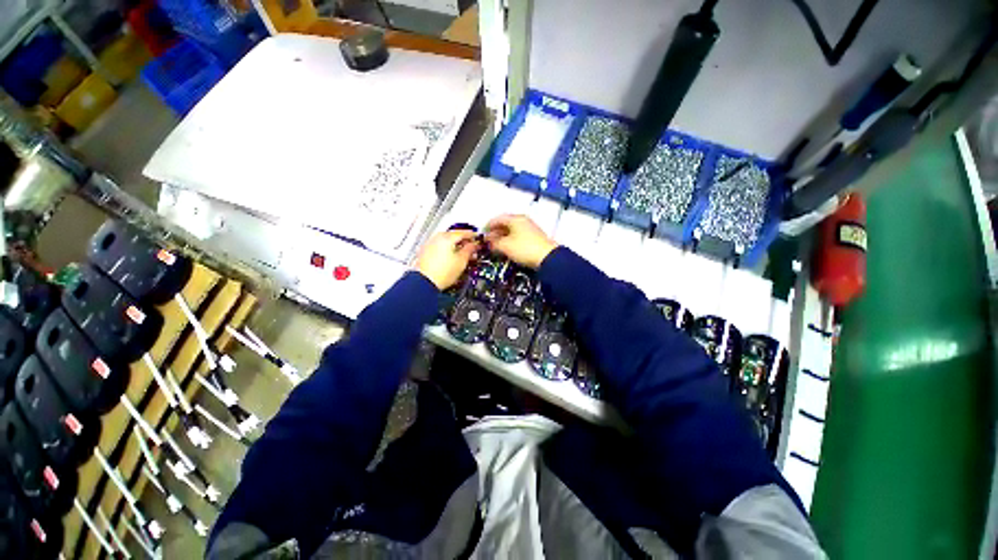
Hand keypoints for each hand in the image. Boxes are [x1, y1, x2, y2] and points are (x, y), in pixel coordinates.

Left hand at [415, 230, 479, 289]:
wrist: (425, 283)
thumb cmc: (441, 273)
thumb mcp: (462, 261)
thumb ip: (469, 250)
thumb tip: (473, 245)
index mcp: (446, 237)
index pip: (463, 232)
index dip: (472, 236)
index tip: (477, 239)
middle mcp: (437, 238)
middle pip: (454, 235)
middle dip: (463, 241)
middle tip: (471, 247)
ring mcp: (430, 244)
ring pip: (446, 241)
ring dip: (455, 245)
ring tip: (462, 254)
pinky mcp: (425, 252)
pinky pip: (439, 246)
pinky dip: (447, 249)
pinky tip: (451, 257)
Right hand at [484, 214, 557, 268]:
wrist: (547, 258)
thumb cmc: (525, 249)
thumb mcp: (505, 246)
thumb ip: (494, 243)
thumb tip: (488, 242)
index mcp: (515, 219)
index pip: (497, 219)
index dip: (488, 226)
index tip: (482, 234)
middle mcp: (523, 221)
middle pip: (505, 224)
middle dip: (495, 233)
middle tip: (488, 242)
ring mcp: (530, 229)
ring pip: (512, 231)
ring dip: (503, 238)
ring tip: (496, 247)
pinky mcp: (534, 238)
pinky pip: (518, 236)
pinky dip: (511, 241)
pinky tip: (508, 249)